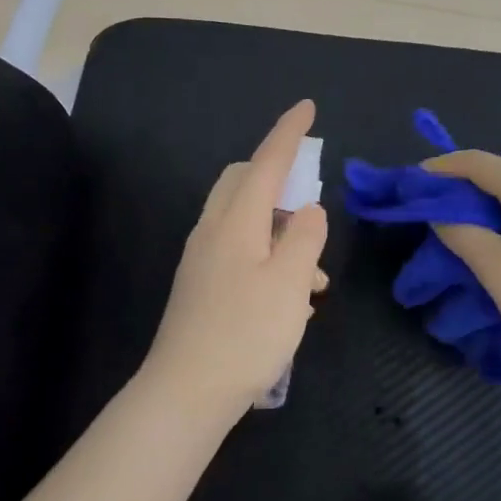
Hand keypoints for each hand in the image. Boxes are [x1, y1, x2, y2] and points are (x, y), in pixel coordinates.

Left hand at [141, 100, 329, 417]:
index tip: (307, 107)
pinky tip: (290, 300)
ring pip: (245, 220)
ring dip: (280, 232)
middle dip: (280, 181)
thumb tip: (309, 210)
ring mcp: (203, 259)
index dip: (288, 134)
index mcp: (236, 221)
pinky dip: (267, 256)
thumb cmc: (245, 333)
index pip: (266, 163)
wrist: (186, 393)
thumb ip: (305, 238)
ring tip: (314, 280)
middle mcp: (213, 231)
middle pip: (245, 183)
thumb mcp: (290, 283)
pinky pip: (239, 249)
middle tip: (312, 209)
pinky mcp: (201, 286)